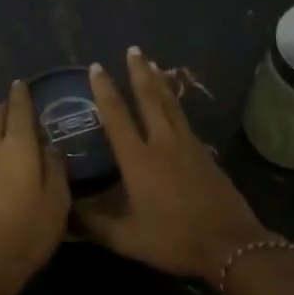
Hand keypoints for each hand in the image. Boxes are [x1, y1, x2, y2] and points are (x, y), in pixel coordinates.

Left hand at [0, 80, 70, 294]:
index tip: (21, 83)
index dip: (21, 95)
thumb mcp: (57, 199)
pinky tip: (2, 157)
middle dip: (5, 107)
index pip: (18, 111)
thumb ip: (56, 167)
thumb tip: (51, 146)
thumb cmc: (30, 230)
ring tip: (10, 127)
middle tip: (16, 102)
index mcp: (17, 147)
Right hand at [79, 48, 274, 280]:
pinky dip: (175, 103)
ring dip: (159, 82)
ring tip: (152, 63)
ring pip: (170, 105)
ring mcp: (188, 146)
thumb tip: (63, 213)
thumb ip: (92, 223)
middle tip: (132, 50)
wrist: (230, 244)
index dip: (105, 91)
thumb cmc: (173, 239)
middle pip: (149, 99)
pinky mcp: (205, 154)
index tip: (96, 68)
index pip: (117, 117)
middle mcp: (163, 143)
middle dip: (138, 73)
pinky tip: (174, 104)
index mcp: (139, 159)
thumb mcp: (126, 238)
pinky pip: (184, 119)